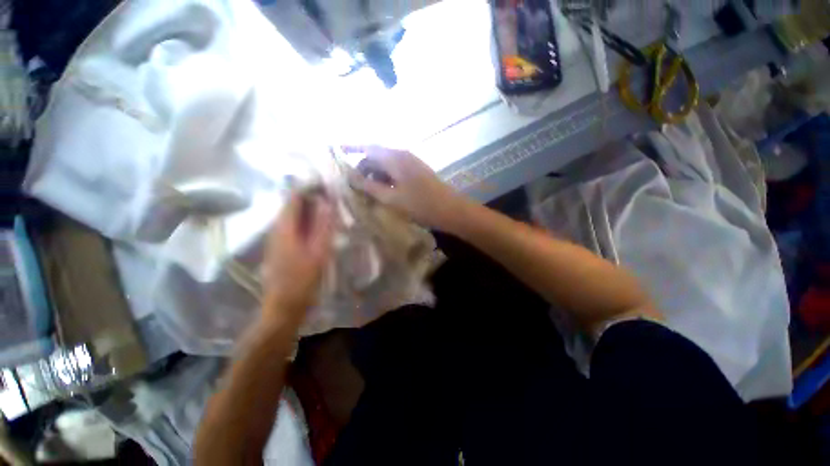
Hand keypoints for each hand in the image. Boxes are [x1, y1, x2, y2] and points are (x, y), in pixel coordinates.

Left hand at [263, 191, 335, 326]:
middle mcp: (276, 229)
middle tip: (333, 199)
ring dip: (310, 210)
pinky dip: (307, 222)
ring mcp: (276, 238)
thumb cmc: (303, 280)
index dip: (309, 188)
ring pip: (293, 216)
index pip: (294, 198)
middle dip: (312, 199)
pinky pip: (294, 226)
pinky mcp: (280, 246)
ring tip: (329, 211)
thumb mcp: (319, 252)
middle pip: (292, 205)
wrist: (284, 306)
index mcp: (284, 228)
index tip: (327, 186)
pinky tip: (319, 228)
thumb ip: (324, 227)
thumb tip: (327, 203)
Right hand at [345, 146, 466, 229]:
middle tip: (354, 186)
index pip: (367, 147)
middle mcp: (402, 155)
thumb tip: (348, 174)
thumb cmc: (420, 205)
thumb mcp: (391, 197)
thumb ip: (368, 185)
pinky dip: (386, 179)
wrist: (450, 210)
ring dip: (375, 175)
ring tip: (368, 193)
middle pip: (376, 156)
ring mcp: (411, 162)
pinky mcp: (416, 171)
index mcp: (394, 157)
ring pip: (386, 165)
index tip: (336, 151)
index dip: (351, 148)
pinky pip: (395, 171)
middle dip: (363, 168)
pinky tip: (383, 192)